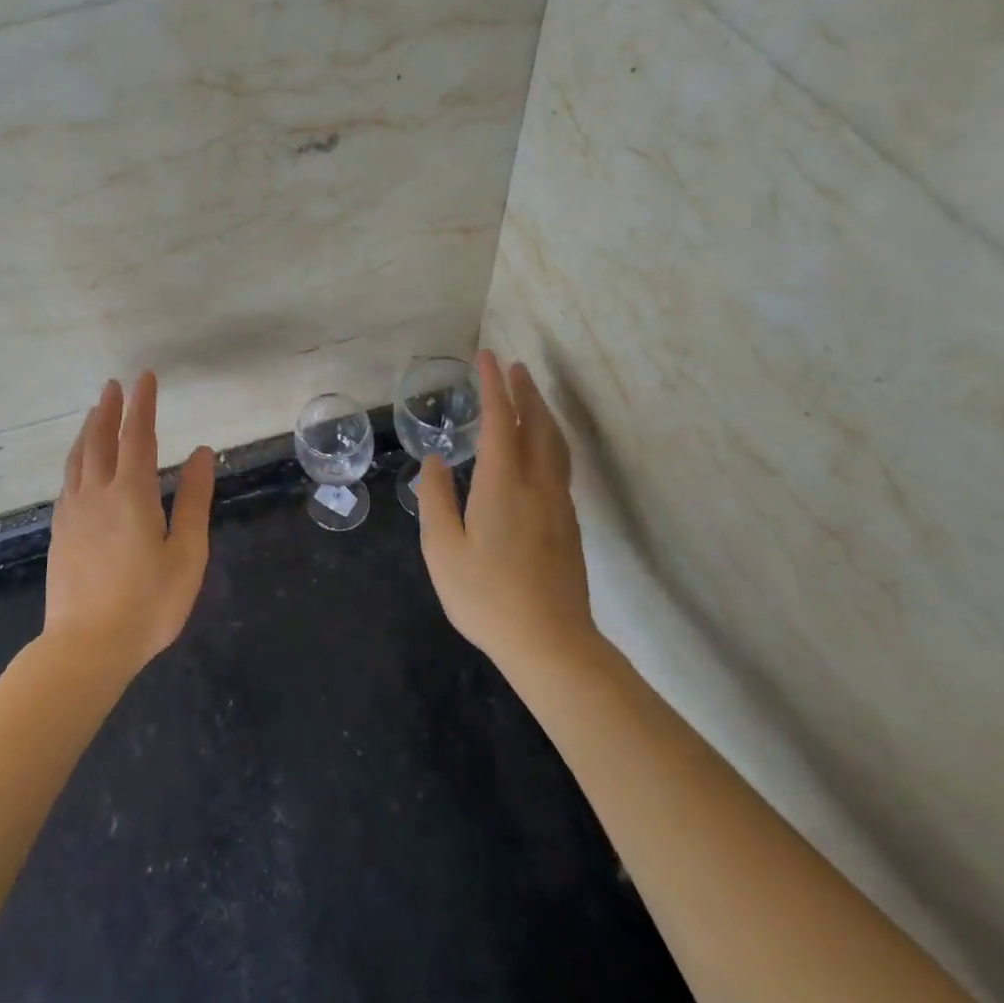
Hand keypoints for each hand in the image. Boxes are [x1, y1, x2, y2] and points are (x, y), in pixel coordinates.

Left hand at [43, 372, 215, 677]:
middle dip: (109, 409)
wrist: (86, 648)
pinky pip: (67, 482)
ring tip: (94, 413)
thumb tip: (201, 453)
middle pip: (100, 439)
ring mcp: (73, 513)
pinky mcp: (60, 533)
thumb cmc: (148, 604)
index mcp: (132, 494)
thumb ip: (194, 500)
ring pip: (78, 458)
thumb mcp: (186, 553)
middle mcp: (97, 493)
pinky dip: (76, 460)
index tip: (144, 377)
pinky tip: (79, 465)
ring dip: (88, 430)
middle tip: (113, 385)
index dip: (142, 404)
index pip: (138, 436)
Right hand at [416, 350, 597, 670]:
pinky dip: (549, 439)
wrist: (552, 644)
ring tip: (530, 395)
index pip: (500, 422)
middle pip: (537, 425)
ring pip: (555, 444)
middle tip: (514, 367)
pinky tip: (540, 447)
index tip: (487, 358)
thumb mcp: (442, 549)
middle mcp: (537, 485)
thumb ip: (436, 499)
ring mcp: (558, 505)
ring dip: (542, 413)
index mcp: (503, 485)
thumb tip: (436, 461)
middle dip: (525, 392)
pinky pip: (560, 464)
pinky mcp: (568, 524)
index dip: (494, 387)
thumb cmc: (487, 597)